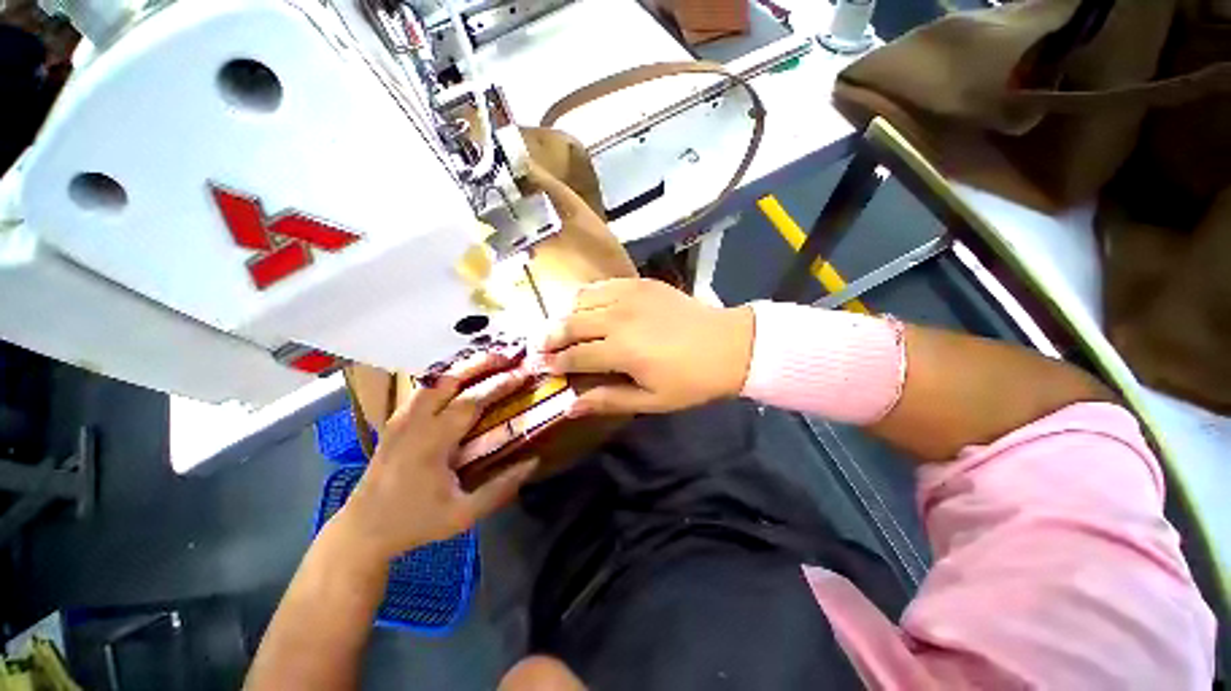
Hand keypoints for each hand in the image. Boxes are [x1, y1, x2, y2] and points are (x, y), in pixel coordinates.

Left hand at [333, 353, 537, 559]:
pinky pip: (421, 389)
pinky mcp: (395, 422)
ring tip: (487, 360)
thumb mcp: (463, 514)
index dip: (499, 385)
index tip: (522, 374)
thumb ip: (500, 488)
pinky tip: (458, 376)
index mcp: (432, 443)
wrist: (362, 531)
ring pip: (433, 380)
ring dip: (463, 367)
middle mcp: (414, 423)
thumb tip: (533, 462)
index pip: (471, 402)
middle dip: (481, 364)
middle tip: (507, 355)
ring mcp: (401, 419)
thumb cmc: (415, 523)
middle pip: (449, 380)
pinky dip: (444, 376)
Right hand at [539, 278, 753, 415]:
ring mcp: (629, 295)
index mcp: (621, 351)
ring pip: (580, 299)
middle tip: (539, 347)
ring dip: (565, 315)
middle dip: (548, 337)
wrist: (729, 345)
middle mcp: (618, 318)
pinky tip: (588, 308)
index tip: (540, 367)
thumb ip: (608, 400)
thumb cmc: (691, 380)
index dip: (553, 362)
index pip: (574, 355)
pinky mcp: (641, 282)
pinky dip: (587, 296)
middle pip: (569, 324)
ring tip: (561, 328)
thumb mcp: (651, 401)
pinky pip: (602, 285)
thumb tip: (569, 407)